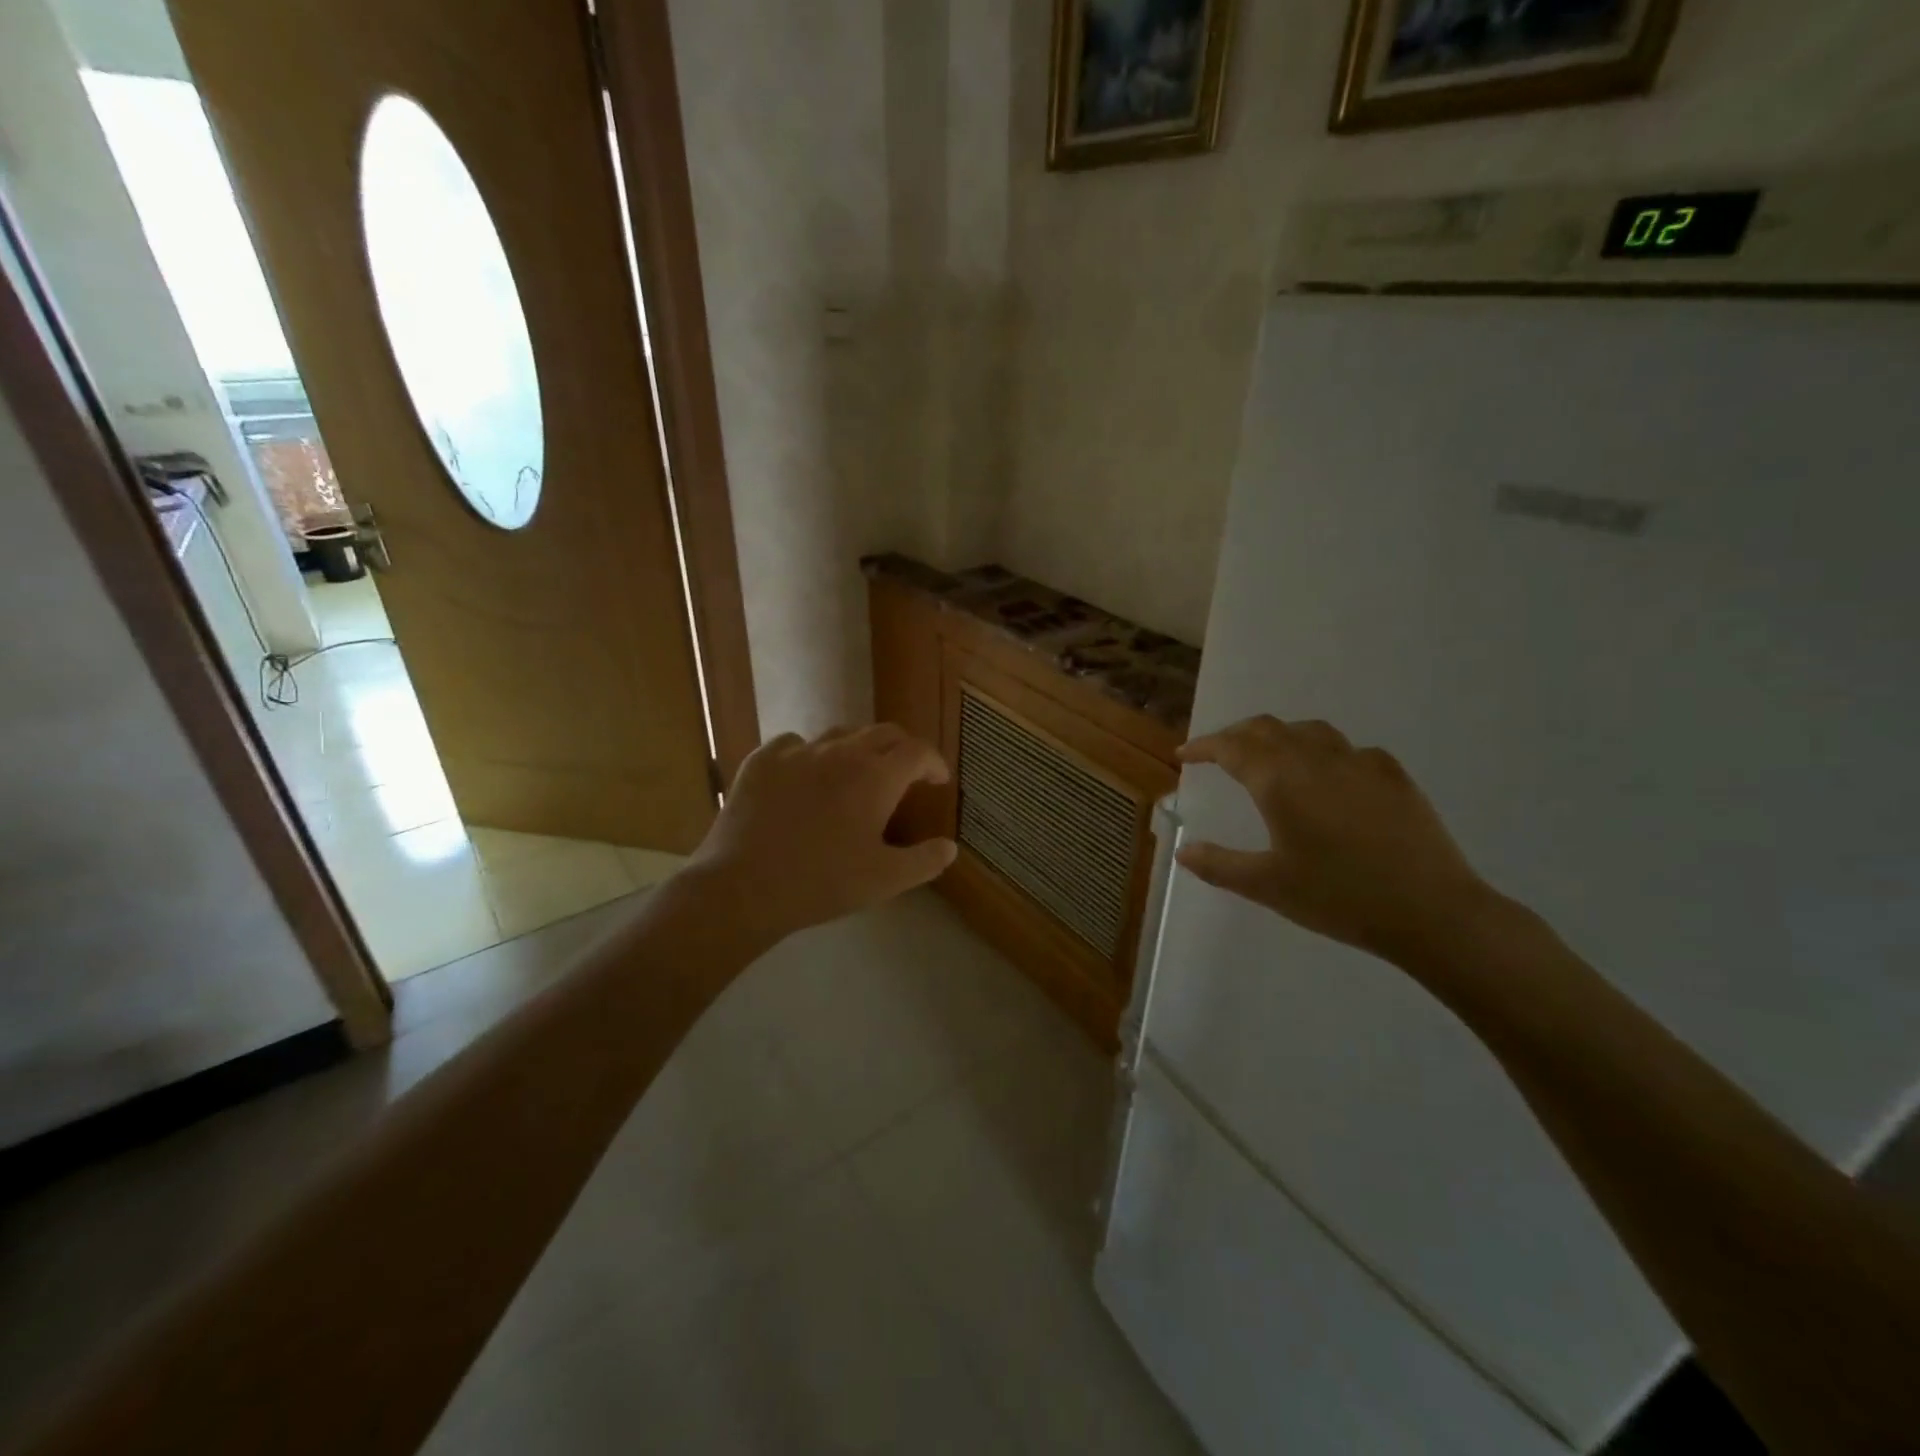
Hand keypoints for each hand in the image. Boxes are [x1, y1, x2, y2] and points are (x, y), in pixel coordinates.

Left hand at [688, 724, 957, 941]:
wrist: (743, 888)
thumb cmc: (822, 884)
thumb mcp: (884, 880)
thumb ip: (924, 861)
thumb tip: (950, 847)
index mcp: (875, 777)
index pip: (917, 751)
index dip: (933, 762)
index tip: (937, 780)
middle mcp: (840, 753)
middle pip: (882, 733)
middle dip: (902, 749)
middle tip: (906, 772)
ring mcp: (797, 752)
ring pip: (839, 734)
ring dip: (858, 749)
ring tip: (857, 772)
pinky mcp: (762, 761)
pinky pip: (794, 744)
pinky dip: (810, 754)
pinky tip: (805, 776)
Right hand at [1175, 715, 1497, 966]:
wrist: (1431, 911)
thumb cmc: (1339, 897)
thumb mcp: (1268, 886)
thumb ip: (1219, 865)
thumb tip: (1183, 850)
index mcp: (1279, 781)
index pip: (1231, 748)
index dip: (1203, 747)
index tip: (1184, 755)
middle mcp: (1315, 760)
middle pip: (1267, 728)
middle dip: (1236, 735)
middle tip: (1218, 753)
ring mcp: (1359, 763)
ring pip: (1309, 730)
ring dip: (1279, 736)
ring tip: (1269, 756)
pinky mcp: (1393, 775)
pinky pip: (1349, 749)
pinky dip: (1324, 752)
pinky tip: (1330, 775)